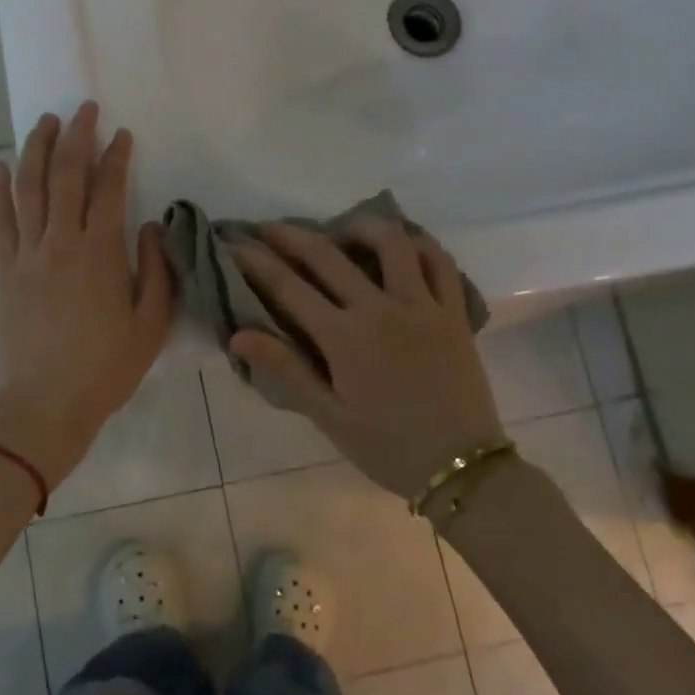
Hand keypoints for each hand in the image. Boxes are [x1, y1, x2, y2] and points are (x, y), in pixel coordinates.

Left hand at [0, 102, 174, 485]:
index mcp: (100, 253)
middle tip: (83, 109)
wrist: (45, 405)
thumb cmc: (106, 368)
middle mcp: (60, 242)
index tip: (123, 134)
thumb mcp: (151, 324)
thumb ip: (156, 270)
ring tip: (44, 121)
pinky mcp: (5, 271)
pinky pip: (0, 221)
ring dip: (36, 149)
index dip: (116, 156)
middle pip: (64, 175)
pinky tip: (2, 166)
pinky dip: (0, 190)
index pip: (108, 188)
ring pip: (28, 188)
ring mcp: (27, 255)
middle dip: (75, 136)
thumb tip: (150, 226)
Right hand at [230, 222, 501, 500]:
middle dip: (291, 236)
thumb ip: (285, 369)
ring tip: (342, 233)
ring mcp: (422, 305)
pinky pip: (440, 263)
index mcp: (344, 337)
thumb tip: (238, 335)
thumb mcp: (328, 416)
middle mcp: (381, 309)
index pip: (288, 286)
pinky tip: (404, 246)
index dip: (255, 262)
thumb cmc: (387, 447)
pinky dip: (419, 245)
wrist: (460, 466)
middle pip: (328, 255)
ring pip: (392, 243)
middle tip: (269, 228)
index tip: (233, 244)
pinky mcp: (453, 313)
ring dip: (360, 228)